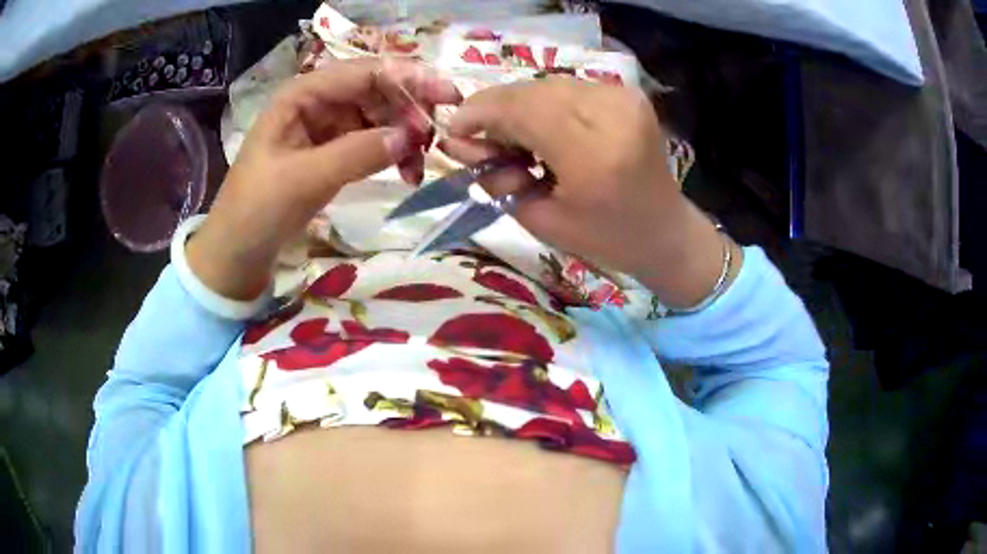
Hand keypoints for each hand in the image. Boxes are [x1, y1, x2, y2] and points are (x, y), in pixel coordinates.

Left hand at [187, 58, 461, 299]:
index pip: (364, 73)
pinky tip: (406, 173)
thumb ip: (357, 153)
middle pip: (375, 91)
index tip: (447, 96)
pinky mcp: (331, 154)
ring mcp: (325, 129)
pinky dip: (391, 154)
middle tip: (436, 138)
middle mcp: (316, 103)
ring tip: (420, 166)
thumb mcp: (304, 179)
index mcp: (301, 95)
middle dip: (408, 111)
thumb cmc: (258, 209)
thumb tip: (410, 137)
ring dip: (403, 135)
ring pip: (377, 117)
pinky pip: (371, 143)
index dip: (408, 79)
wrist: (237, 252)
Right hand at [440, 76, 730, 307]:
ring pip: (546, 86)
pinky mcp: (628, 94)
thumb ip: (494, 176)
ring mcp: (624, 98)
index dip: (479, 113)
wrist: (666, 231)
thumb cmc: (605, 239)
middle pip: (531, 91)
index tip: (456, 131)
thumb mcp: (539, 220)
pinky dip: (546, 106)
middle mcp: (612, 113)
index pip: (520, 108)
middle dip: (496, 112)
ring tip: (520, 144)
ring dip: (520, 109)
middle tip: (486, 145)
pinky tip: (548, 133)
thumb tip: (458, 141)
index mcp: (594, 155)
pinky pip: (568, 89)